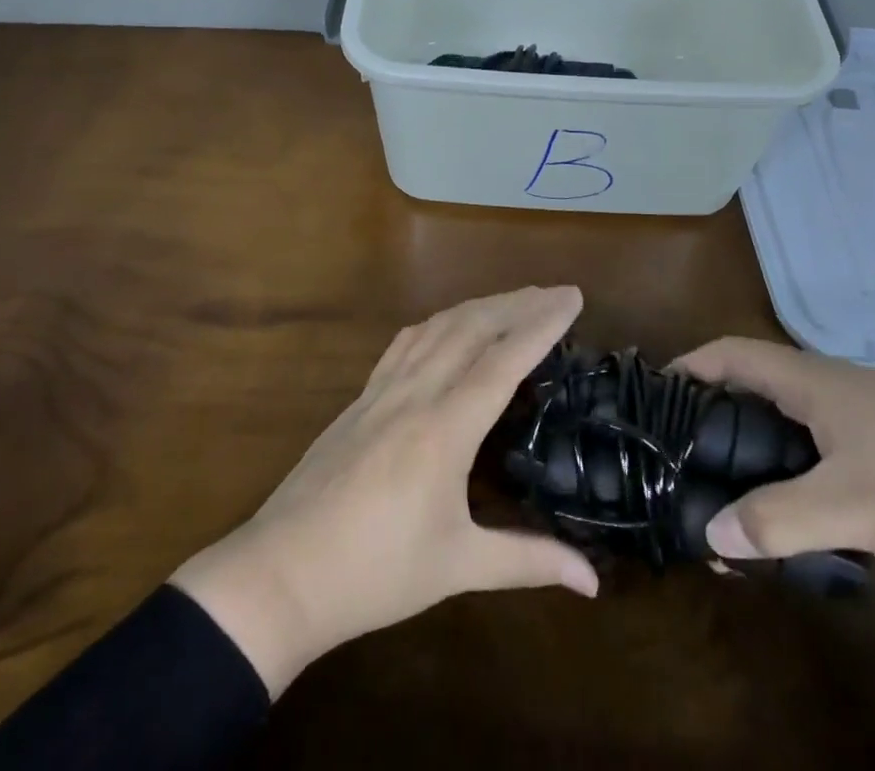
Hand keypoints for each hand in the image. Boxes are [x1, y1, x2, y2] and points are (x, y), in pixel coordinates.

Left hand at [171, 286, 598, 695]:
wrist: (282, 572)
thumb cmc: (375, 573)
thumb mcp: (458, 567)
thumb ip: (527, 561)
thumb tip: (592, 582)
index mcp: (444, 428)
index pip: (503, 359)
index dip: (541, 325)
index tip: (572, 298)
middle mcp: (415, 393)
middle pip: (472, 327)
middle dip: (518, 304)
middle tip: (556, 292)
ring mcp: (383, 390)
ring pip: (438, 327)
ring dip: (480, 305)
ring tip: (514, 300)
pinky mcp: (360, 397)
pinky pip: (406, 341)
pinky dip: (438, 322)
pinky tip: (445, 326)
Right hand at [674, 337, 874, 602]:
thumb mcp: (857, 508)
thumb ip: (778, 519)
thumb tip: (709, 536)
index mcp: (816, 380)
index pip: (732, 354)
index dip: (688, 366)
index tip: (651, 397)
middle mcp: (831, 392)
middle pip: (752, 390)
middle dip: (710, 419)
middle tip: (674, 458)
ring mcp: (860, 427)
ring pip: (784, 430)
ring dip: (750, 457)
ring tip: (715, 497)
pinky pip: (816, 460)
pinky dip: (788, 481)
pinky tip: (780, 521)